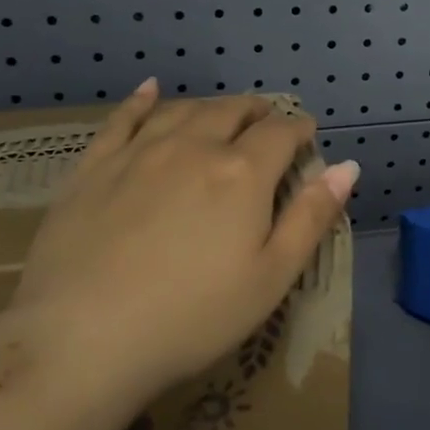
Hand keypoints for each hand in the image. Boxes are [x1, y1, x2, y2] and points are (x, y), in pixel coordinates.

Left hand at [14, 80, 359, 398]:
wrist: (82, 339)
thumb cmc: (192, 317)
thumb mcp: (271, 277)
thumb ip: (311, 217)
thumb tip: (347, 166)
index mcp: (242, 173)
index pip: (281, 133)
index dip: (299, 129)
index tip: (307, 134)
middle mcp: (193, 147)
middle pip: (232, 112)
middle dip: (257, 112)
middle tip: (266, 120)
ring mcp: (139, 153)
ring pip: (184, 110)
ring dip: (210, 106)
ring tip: (222, 111)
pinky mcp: (94, 167)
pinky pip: (123, 119)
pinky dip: (142, 100)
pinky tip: (151, 90)